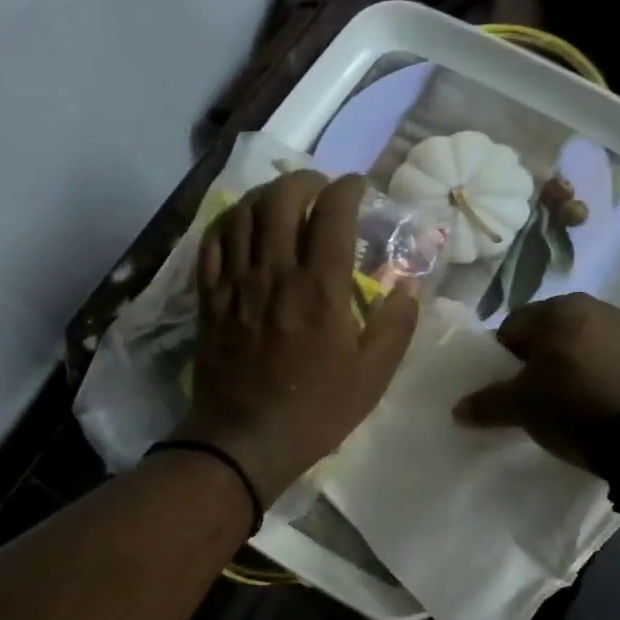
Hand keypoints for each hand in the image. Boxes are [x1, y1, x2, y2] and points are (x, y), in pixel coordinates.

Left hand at [174, 171, 419, 499]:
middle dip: (305, 180)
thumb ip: (396, 326)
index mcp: (321, 288)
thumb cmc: (316, 410)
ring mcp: (237, 282)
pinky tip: (243, 224)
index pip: (333, 212)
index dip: (348, 188)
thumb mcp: (373, 376)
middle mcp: (276, 272)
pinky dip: (229, 221)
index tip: (358, 188)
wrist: (246, 440)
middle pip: (282, 198)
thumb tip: (409, 287)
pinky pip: (212, 242)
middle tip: (320, 188)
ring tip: (283, 199)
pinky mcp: (210, 297)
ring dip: (266, 193)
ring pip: (244, 212)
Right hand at [452, 292, 619, 467]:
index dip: (502, 359)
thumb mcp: (521, 407)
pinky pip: (608, 359)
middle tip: (531, 397)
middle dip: (537, 361)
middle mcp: (594, 306)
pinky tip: (595, 404)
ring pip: (580, 345)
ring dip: (569, 367)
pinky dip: (597, 375)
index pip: (512, 328)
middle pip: (548, 334)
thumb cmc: (573, 406)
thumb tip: (458, 410)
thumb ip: (486, 404)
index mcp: (557, 308)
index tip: (505, 388)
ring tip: (565, 403)